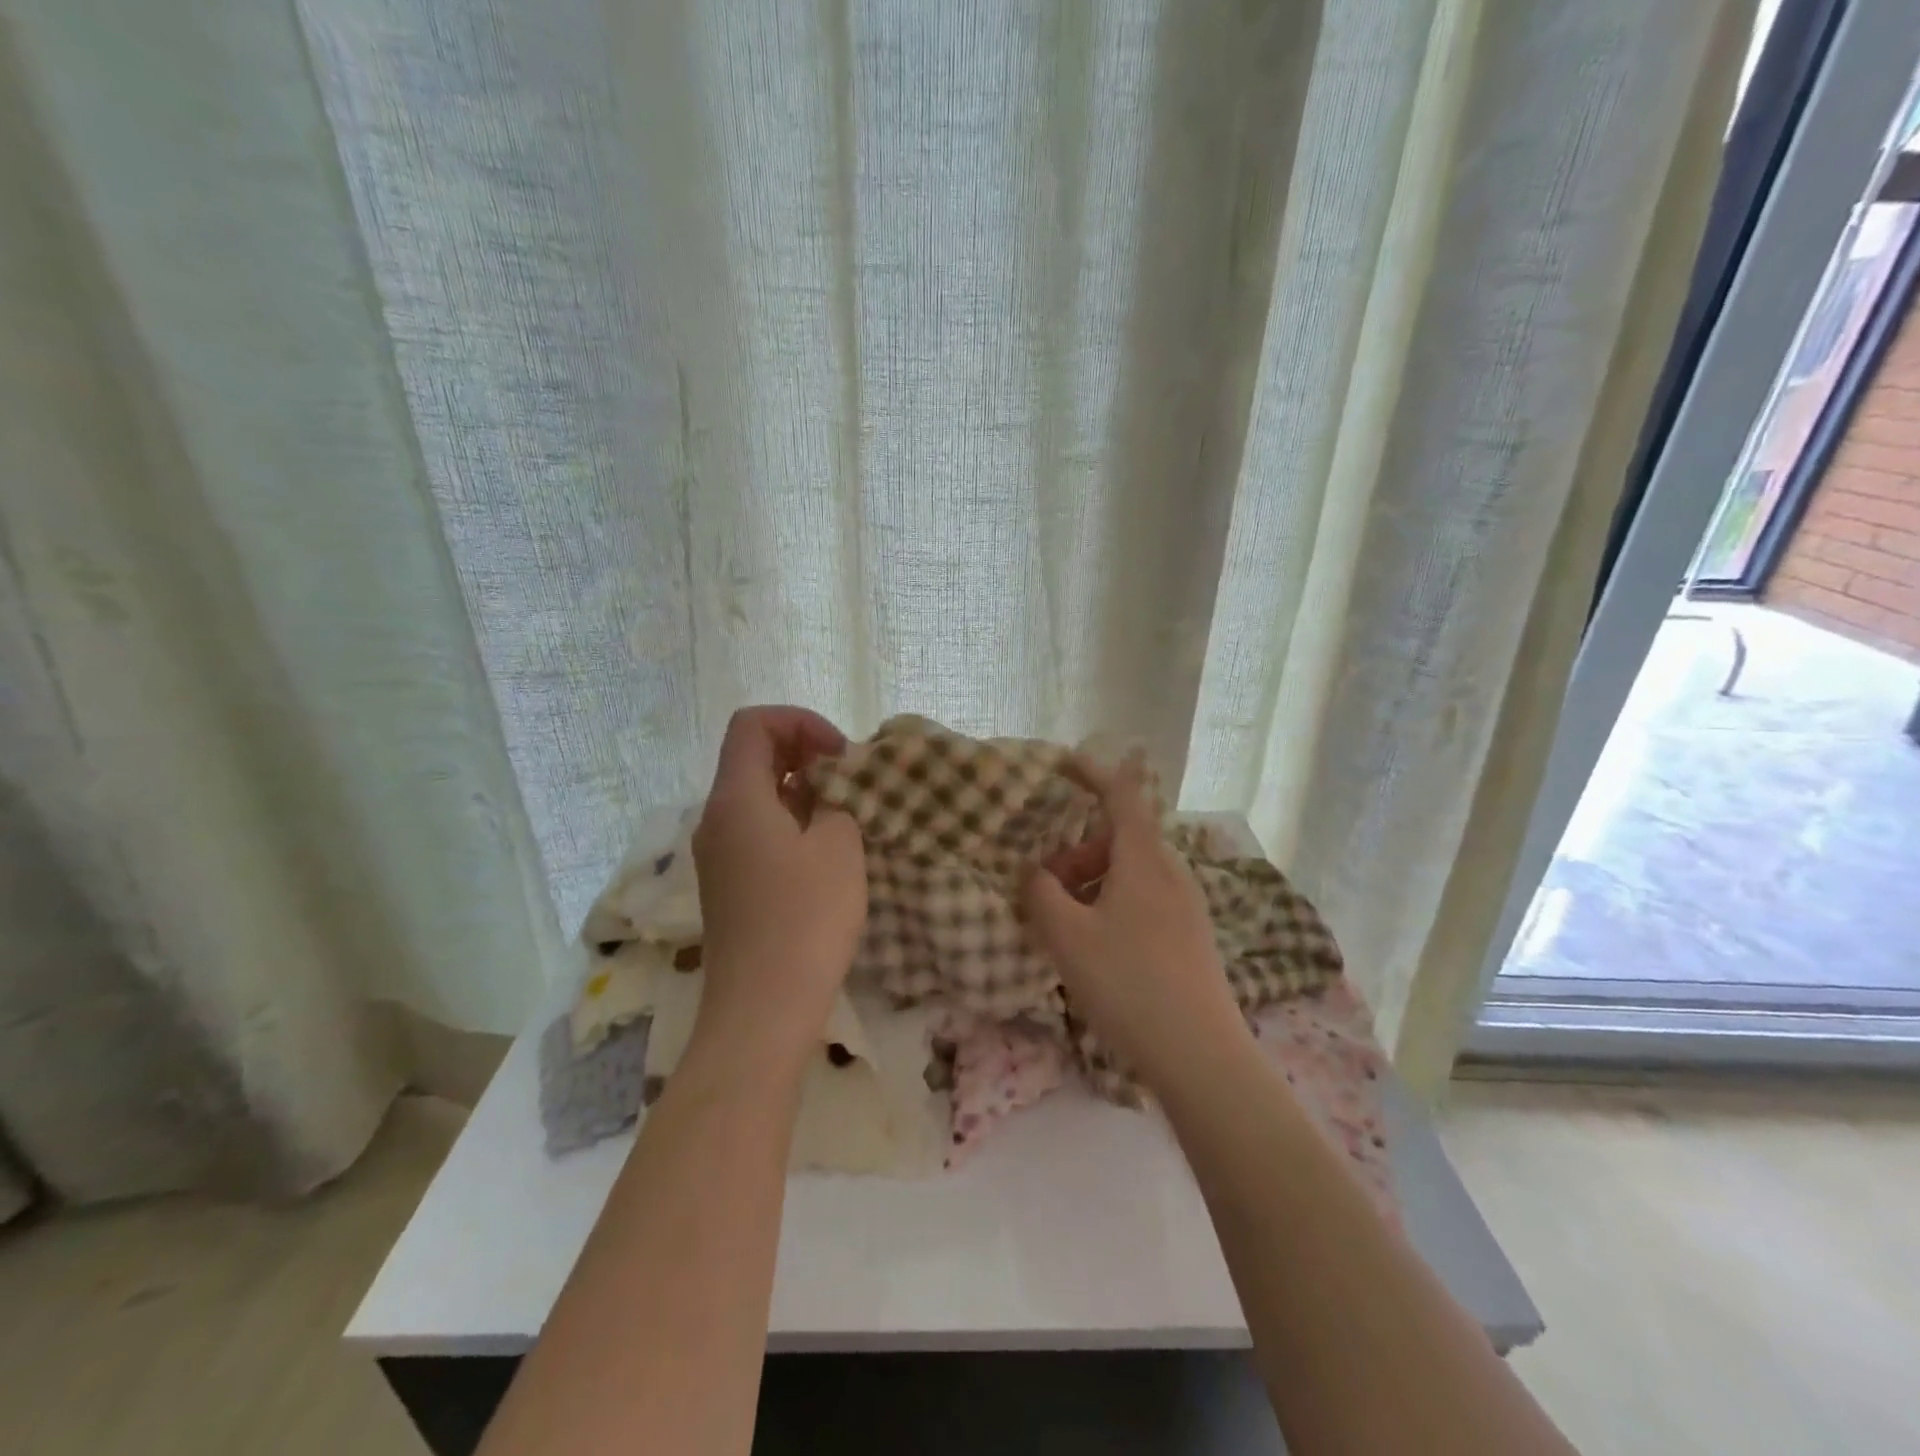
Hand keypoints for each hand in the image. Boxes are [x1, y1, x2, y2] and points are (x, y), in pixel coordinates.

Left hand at [688, 706, 866, 1072]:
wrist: (763, 1010)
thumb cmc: (805, 919)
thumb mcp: (838, 846)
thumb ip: (836, 801)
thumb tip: (828, 793)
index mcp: (735, 799)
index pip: (752, 724)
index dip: (799, 721)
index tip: (840, 754)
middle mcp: (716, 819)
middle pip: (751, 757)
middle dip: (803, 753)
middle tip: (849, 778)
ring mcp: (719, 855)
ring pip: (757, 796)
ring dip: (801, 789)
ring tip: (845, 811)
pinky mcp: (730, 885)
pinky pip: (757, 831)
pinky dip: (791, 821)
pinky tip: (825, 848)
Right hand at [1021, 757, 1253, 1096]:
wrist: (1201, 1055)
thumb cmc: (1129, 984)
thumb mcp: (1067, 938)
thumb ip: (1041, 894)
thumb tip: (1033, 871)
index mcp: (1143, 860)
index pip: (1121, 794)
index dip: (1093, 772)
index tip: (1063, 762)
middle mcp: (1171, 871)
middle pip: (1120, 838)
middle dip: (1078, 849)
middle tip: (1045, 883)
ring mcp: (1186, 904)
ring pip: (1131, 871)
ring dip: (1093, 880)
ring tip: (1065, 921)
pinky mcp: (1191, 935)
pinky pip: (1144, 897)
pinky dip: (1112, 901)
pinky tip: (1096, 944)